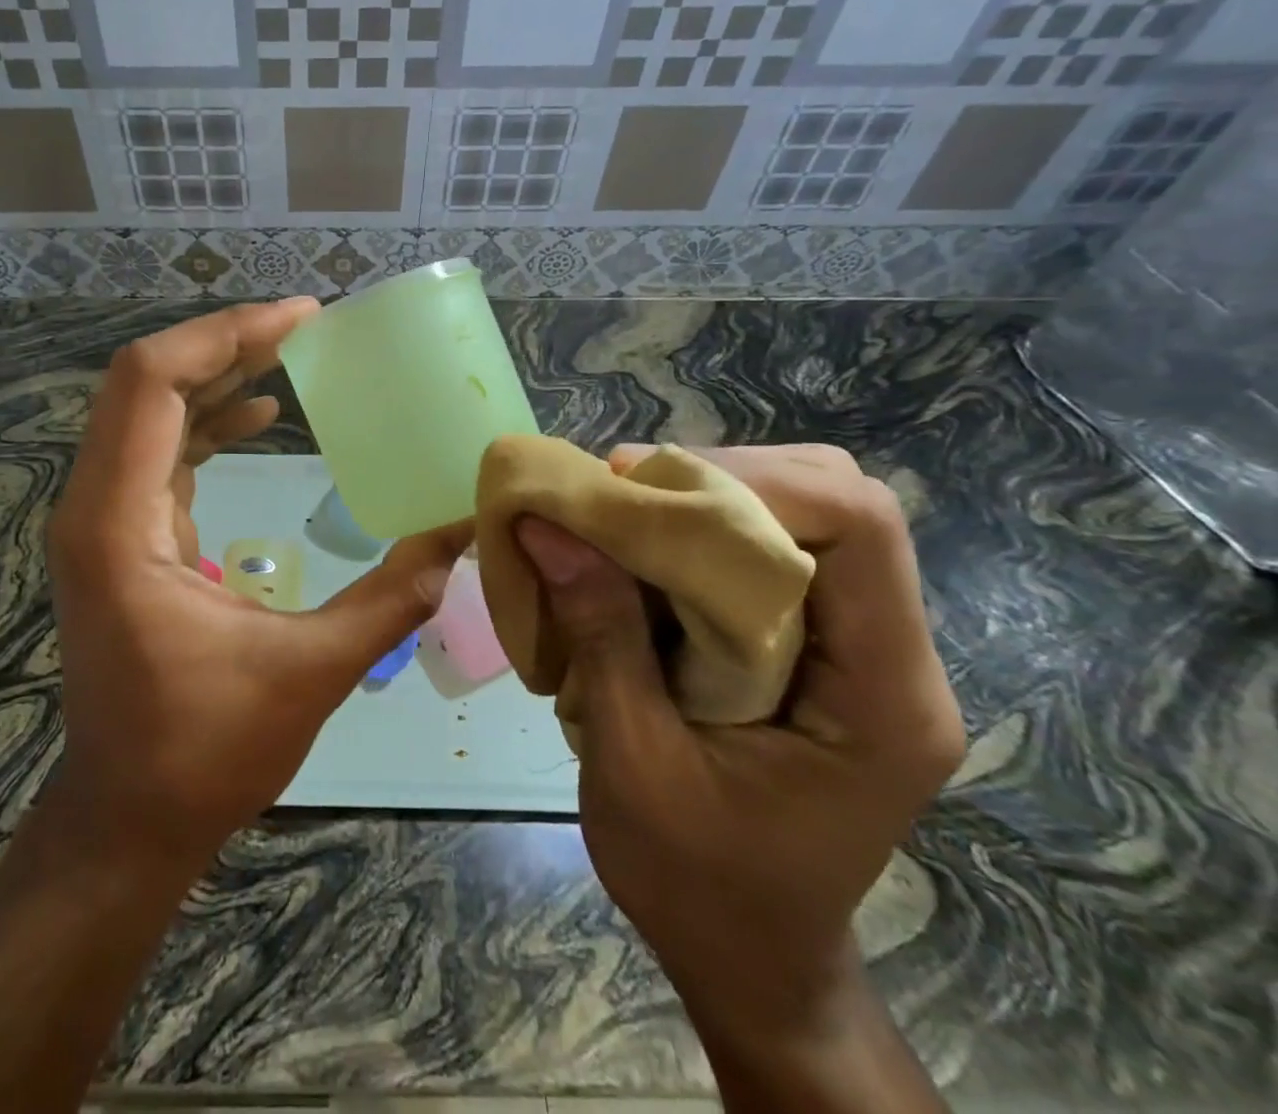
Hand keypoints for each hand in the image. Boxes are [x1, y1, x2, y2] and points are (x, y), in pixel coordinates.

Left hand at [47, 299, 469, 867]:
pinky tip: (257, 411)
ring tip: (289, 352)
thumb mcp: (311, 670)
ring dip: (215, 373)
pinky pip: (157, 448)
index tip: (300, 319)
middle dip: (224, 343)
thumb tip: (463, 532)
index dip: (224, 335)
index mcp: (119, 525)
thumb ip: (394, 596)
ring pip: (147, 410)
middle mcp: (94, 506)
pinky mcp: (120, 534)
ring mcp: (100, 519)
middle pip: (143, 382)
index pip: (150, 383)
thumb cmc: (205, 751)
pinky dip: (206, 418)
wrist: (127, 817)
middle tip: (303, 326)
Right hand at [514, 444, 964, 1044]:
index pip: (858, 527)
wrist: (748, 958)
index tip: (636, 488)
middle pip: (837, 502)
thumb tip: (547, 524)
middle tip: (620, 496)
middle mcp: (891, 657)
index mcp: (880, 696)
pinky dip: (699, 534)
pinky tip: (639, 555)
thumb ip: (600, 634)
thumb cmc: (696, 885)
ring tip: (620, 519)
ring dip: (705, 500)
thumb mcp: (632, 762)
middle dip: (721, 479)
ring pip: (802, 516)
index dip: (750, 482)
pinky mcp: (817, 650)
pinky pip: (770, 552)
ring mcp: (857, 650)